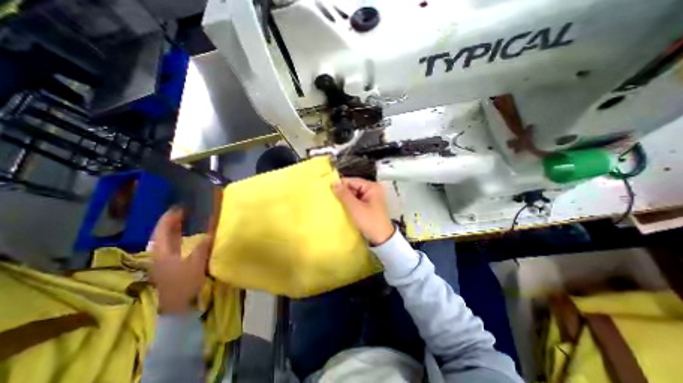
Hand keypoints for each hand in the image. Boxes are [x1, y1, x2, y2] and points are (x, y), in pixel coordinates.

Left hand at [150, 210, 210, 313]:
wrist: (175, 309)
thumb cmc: (182, 285)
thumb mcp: (195, 265)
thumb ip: (203, 247)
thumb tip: (211, 233)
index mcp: (162, 253)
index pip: (162, 231)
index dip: (169, 218)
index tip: (179, 208)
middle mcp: (161, 255)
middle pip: (165, 236)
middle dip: (174, 223)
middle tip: (186, 213)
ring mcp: (166, 263)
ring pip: (171, 243)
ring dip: (178, 232)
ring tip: (190, 223)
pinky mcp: (173, 268)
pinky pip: (178, 249)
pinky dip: (184, 241)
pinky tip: (194, 240)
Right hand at [332, 177, 394, 245]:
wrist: (381, 239)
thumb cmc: (370, 222)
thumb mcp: (355, 208)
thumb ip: (344, 195)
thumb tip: (334, 183)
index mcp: (372, 187)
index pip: (353, 181)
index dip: (341, 184)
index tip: (328, 187)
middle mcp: (372, 190)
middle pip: (353, 187)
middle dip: (342, 192)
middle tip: (329, 196)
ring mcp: (369, 198)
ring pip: (353, 194)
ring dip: (344, 198)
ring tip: (333, 201)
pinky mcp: (367, 205)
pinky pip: (355, 201)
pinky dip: (348, 203)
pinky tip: (340, 206)